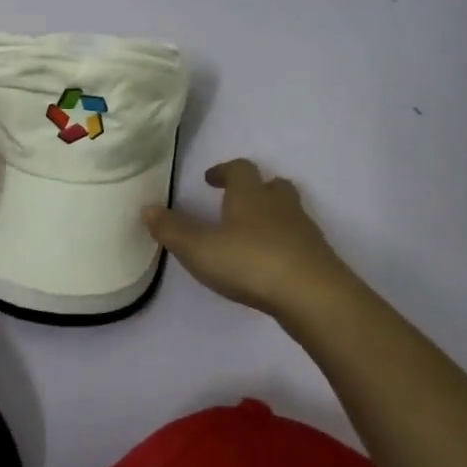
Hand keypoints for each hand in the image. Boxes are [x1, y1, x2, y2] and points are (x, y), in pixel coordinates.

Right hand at [144, 159, 367, 327]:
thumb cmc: (250, 263)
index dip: (224, 171)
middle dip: (255, 190)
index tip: (211, 179)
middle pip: (272, 185)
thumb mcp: (199, 249)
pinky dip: (284, 244)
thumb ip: (172, 230)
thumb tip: (148, 208)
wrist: (314, 297)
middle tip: (236, 203)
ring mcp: (304, 231)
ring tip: (251, 236)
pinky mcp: (318, 258)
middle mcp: (280, 206)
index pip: (240, 169)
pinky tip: (271, 264)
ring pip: (289, 212)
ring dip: (272, 217)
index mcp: (250, 195)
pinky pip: (299, 241)